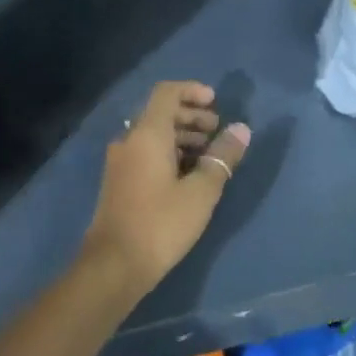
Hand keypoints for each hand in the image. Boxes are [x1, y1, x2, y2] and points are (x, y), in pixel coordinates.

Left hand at [81, 81, 250, 301]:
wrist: (113, 265)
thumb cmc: (161, 224)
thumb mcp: (200, 192)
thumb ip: (222, 157)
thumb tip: (241, 129)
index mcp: (147, 133)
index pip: (167, 92)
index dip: (192, 90)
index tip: (215, 102)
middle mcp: (129, 139)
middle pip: (159, 111)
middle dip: (190, 115)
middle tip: (216, 130)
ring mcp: (120, 160)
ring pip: (152, 133)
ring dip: (180, 135)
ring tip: (207, 153)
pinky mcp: (118, 180)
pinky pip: (145, 151)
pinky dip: (168, 151)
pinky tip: (187, 173)